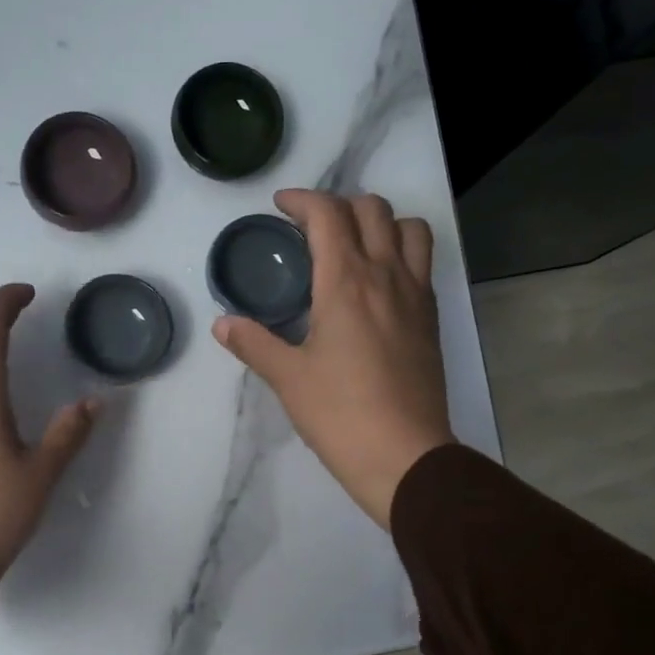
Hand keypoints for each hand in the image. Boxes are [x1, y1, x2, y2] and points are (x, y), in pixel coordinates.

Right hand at [212, 189, 453, 527]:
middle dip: (339, 205)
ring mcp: (416, 296)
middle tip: (312, 228)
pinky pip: (422, 263)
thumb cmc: (339, 415)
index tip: (281, 206)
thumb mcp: (288, 379)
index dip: (302, 200)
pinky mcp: (431, 320)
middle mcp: (386, 276)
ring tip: (355, 244)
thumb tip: (222, 324)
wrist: (404, 455)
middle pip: (373, 209)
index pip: (328, 215)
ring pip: (409, 229)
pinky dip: (401, 252)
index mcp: (346, 282)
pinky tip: (378, 284)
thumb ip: (254, 343)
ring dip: (381, 222)